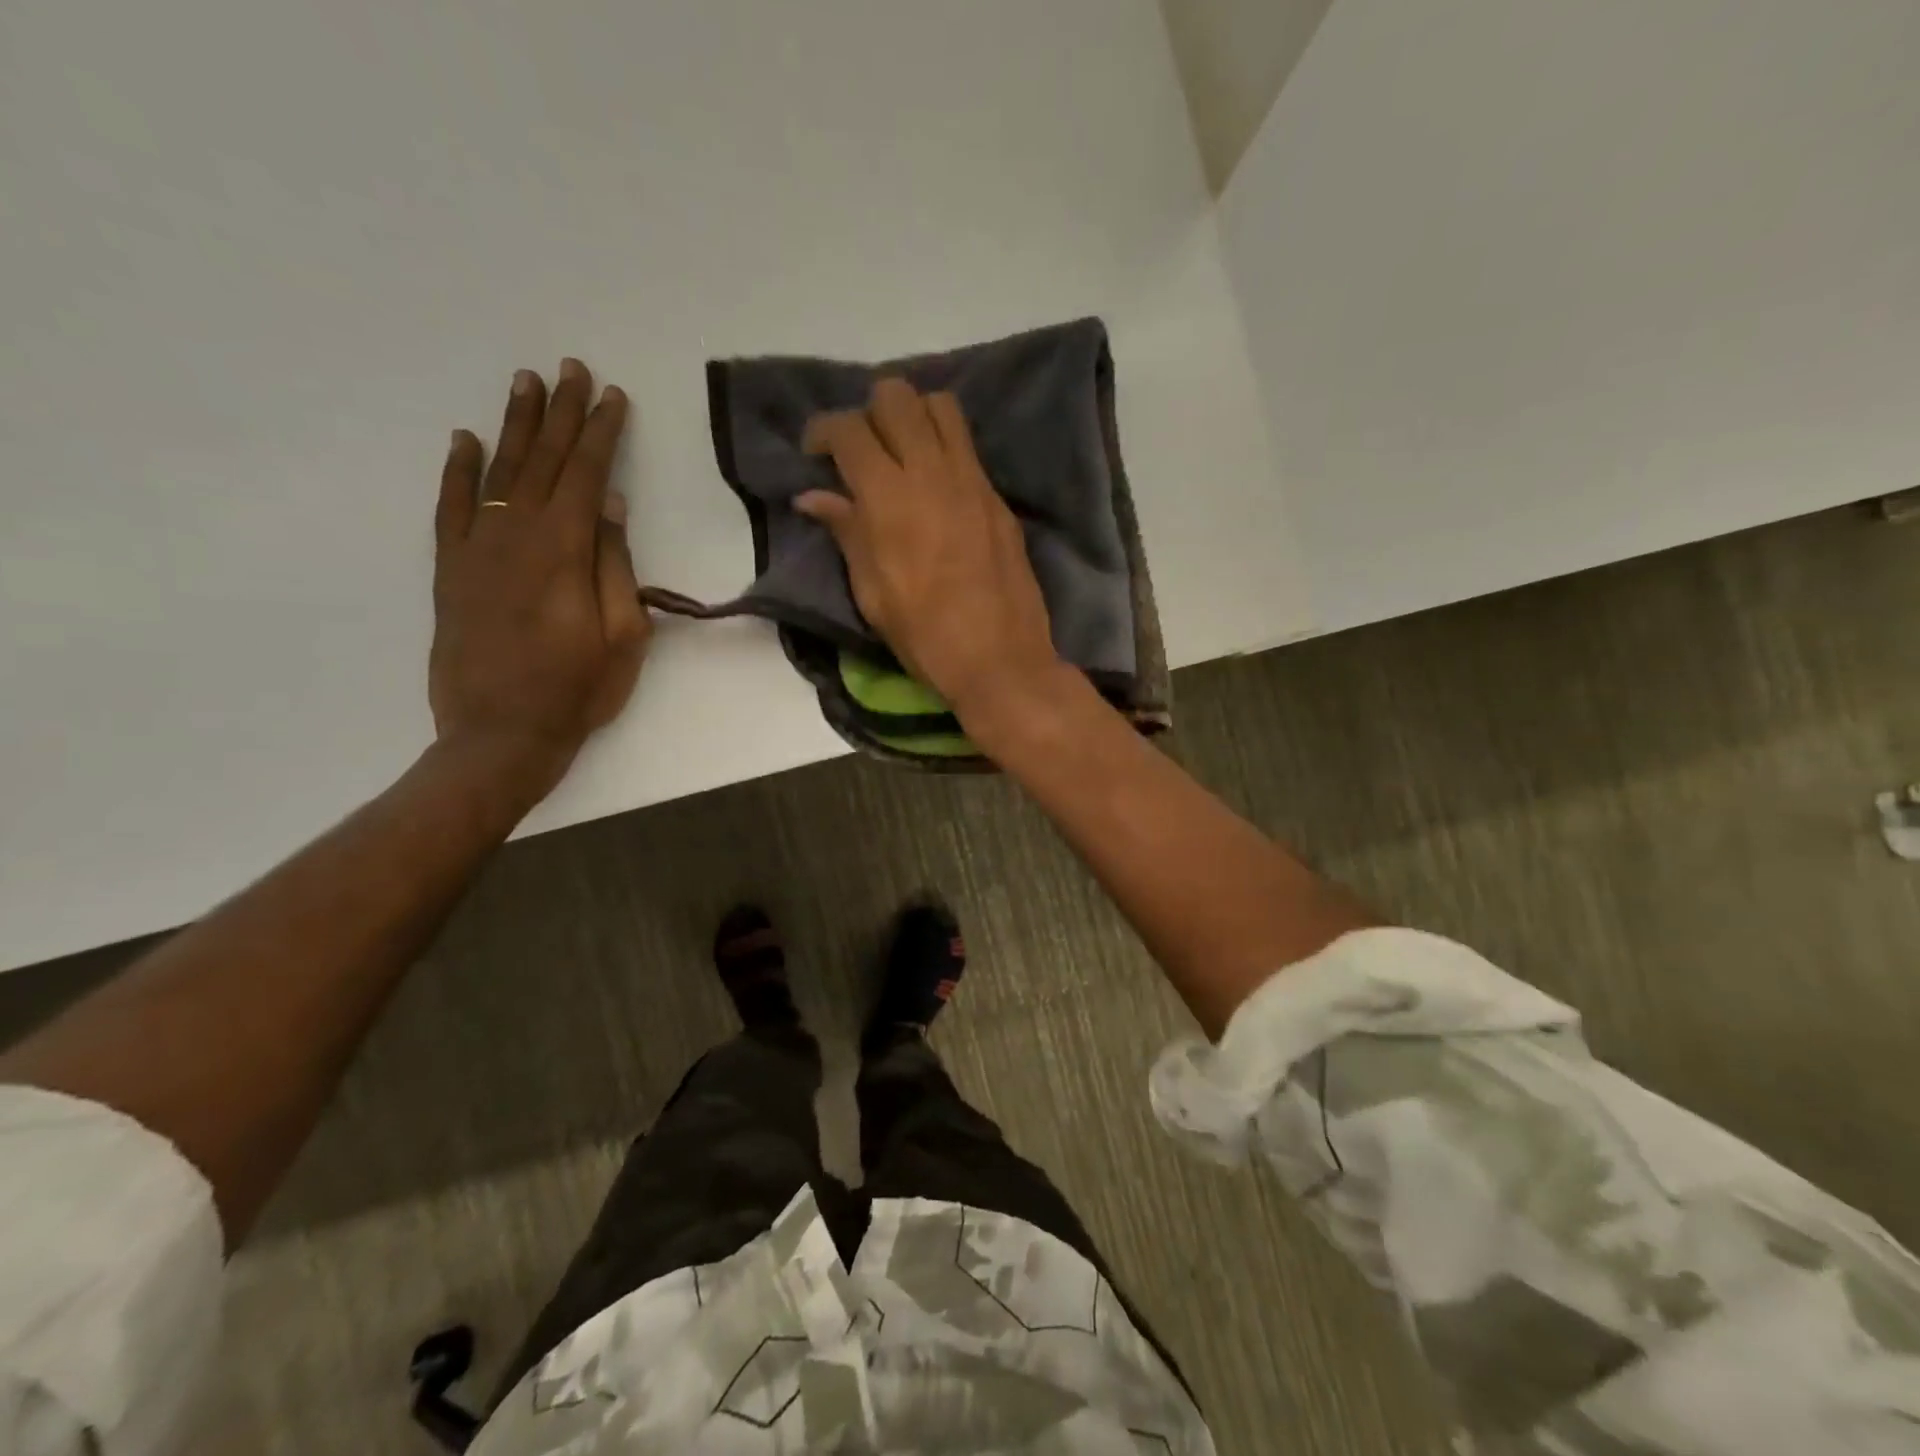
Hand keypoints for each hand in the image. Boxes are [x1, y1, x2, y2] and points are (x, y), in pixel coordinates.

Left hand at [429, 358, 650, 803]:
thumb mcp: (623, 635)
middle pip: (542, 461)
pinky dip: (458, 471)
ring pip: (498, 472)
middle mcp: (515, 535)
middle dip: (561, 413)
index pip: (585, 475)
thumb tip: (609, 505)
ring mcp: (476, 549)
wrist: (499, 733)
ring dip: (515, 426)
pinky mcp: (450, 570)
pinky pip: (451, 507)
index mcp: (563, 551)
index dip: (601, 433)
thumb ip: (614, 565)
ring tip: (526, 383)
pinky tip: (465, 440)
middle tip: (571, 369)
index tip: (613, 397)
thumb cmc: (577, 689)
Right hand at [798, 379, 1062, 721]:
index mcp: (889, 498)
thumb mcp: (872, 593)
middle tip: (862, 450)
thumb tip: (813, 496)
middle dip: (869, 411)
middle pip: (897, 396)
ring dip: (913, 416)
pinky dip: (943, 445)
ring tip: (902, 453)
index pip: (849, 428)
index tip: (816, 452)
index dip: (823, 429)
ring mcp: (972, 480)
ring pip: (940, 406)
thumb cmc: (924, 636)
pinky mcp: (997, 497)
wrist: (1000, 658)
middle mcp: (931, 472)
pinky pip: (967, 446)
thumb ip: (846, 533)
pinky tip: (934, 483)